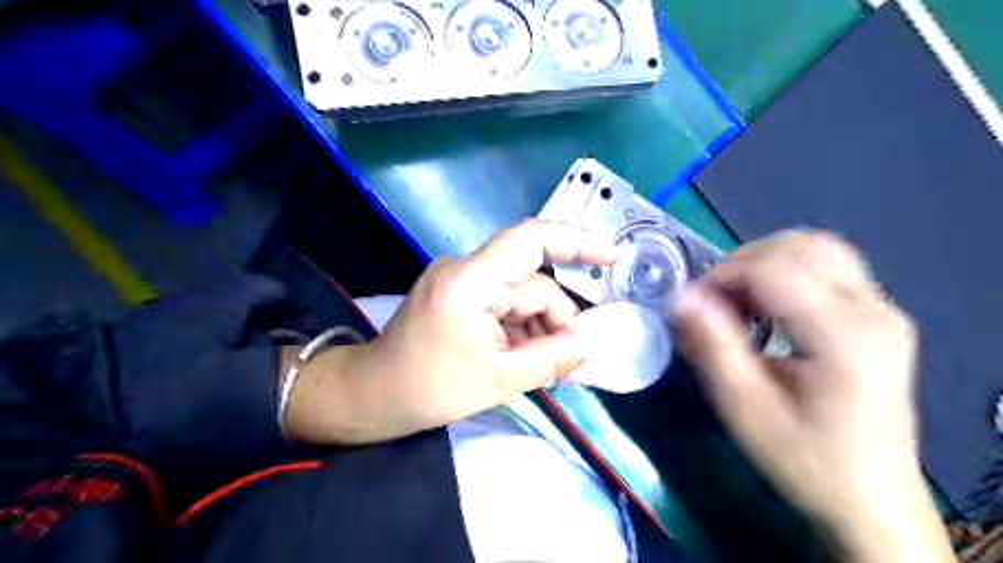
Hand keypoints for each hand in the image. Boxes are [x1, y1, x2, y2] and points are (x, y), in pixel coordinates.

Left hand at [284, 219, 619, 444]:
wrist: (372, 396)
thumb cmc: (430, 389)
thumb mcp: (499, 379)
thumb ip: (552, 358)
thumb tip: (592, 343)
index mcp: (471, 281)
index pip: (529, 240)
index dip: (575, 242)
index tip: (610, 258)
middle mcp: (465, 269)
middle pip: (531, 283)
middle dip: (554, 320)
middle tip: (567, 363)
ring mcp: (459, 280)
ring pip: (519, 296)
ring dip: (537, 328)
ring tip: (541, 368)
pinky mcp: (457, 294)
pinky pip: (502, 302)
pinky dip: (518, 327)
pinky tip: (519, 357)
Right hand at [669, 230, 949, 562]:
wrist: (870, 499)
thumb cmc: (804, 459)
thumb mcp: (745, 408)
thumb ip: (711, 345)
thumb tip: (678, 296)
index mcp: (846, 336)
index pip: (775, 268)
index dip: (722, 275)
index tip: (691, 304)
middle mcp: (874, 310)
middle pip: (802, 246)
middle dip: (743, 262)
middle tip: (713, 301)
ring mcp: (882, 310)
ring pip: (816, 249)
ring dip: (763, 264)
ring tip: (736, 303)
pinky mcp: (877, 317)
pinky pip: (826, 269)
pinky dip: (784, 275)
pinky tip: (765, 310)